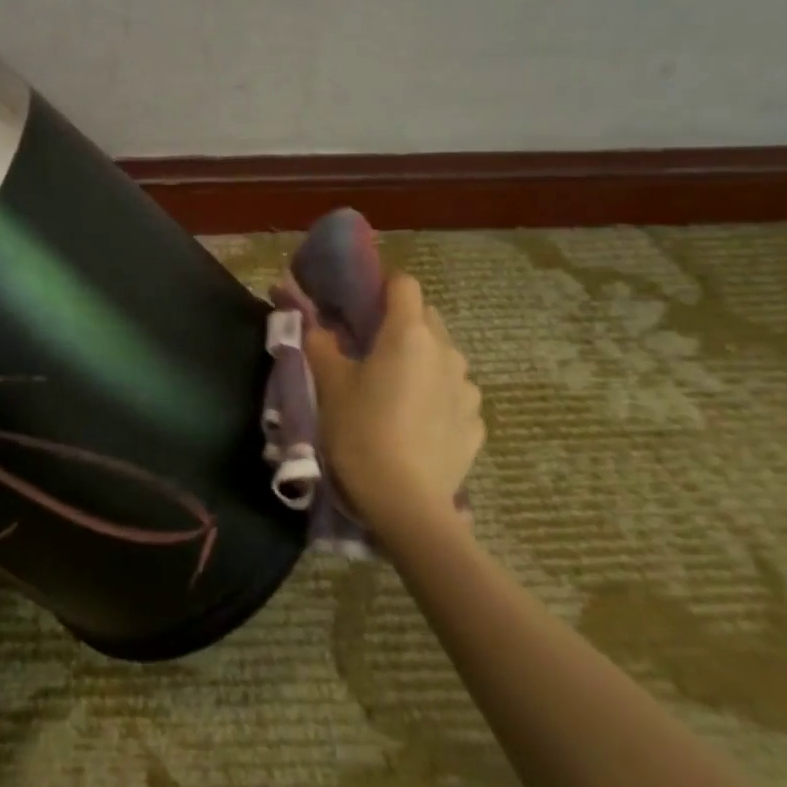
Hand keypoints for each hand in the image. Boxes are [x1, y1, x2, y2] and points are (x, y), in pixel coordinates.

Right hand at [306, 273, 483, 536]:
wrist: (406, 503)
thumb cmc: (361, 431)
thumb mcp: (328, 382)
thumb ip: (318, 341)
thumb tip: (311, 318)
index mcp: (409, 333)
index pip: (404, 284)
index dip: (381, 285)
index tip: (358, 301)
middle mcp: (446, 351)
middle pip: (425, 317)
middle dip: (398, 322)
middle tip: (367, 345)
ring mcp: (467, 389)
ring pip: (442, 355)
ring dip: (420, 358)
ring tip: (393, 386)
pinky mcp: (476, 423)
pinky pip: (453, 393)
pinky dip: (435, 394)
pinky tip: (415, 420)